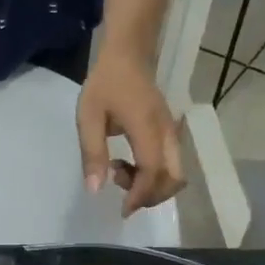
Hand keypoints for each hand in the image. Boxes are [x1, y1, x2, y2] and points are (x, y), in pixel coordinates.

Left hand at [76, 48, 184, 215]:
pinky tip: (127, 164)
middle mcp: (167, 133)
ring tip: (120, 173)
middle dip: (150, 196)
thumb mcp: (89, 117)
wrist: (128, 54)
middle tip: (122, 194)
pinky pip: (170, 164)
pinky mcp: (169, 132)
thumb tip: (96, 190)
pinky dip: (153, 175)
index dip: (140, 196)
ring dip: (151, 186)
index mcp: (147, 128)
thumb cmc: (105, 83)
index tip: (123, 210)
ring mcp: (171, 132)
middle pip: (174, 179)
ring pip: (175, 174)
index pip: (152, 172)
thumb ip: (92, 152)